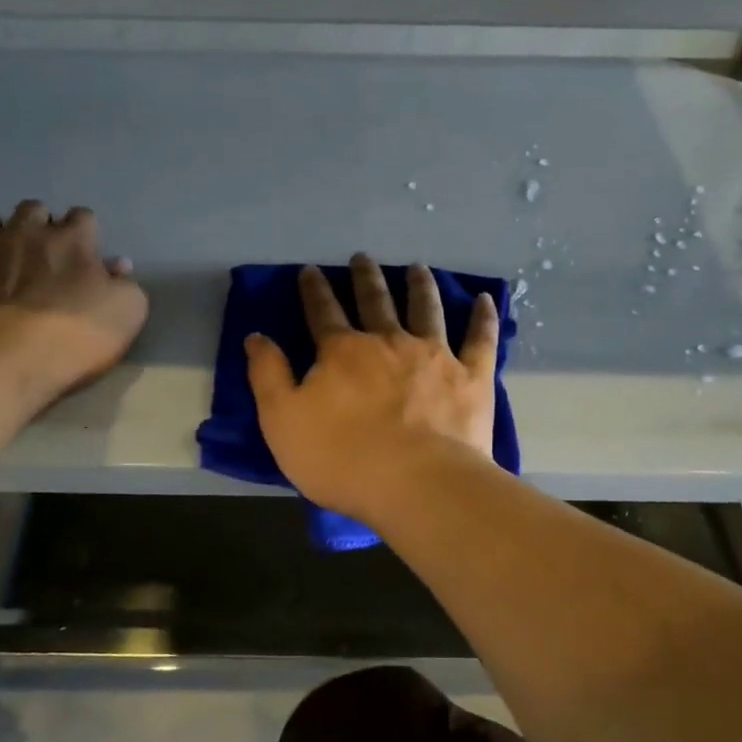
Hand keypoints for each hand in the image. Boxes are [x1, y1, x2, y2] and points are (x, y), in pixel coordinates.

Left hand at [0, 202, 146, 403]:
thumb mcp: (128, 312)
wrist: (9, 361)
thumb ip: (126, 284)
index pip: (83, 216)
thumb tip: (116, 266)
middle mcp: (26, 233)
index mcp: (73, 240)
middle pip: (32, 209)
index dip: (85, 232)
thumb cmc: (77, 336)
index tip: (86, 253)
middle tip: (42, 254)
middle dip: (38, 224)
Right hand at [246, 254, 499, 520]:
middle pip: (375, 300)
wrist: (418, 484)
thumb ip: (268, 375)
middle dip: (365, 277)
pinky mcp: (471, 375)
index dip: (314, 290)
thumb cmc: (343, 458)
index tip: (310, 270)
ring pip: (426, 308)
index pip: (323, 312)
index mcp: (343, 352)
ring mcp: (434, 354)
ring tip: (418, 268)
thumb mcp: (283, 422)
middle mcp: (389, 341)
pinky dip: (483, 317)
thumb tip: (256, 336)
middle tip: (363, 257)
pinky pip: (479, 338)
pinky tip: (486, 299)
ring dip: (420, 285)